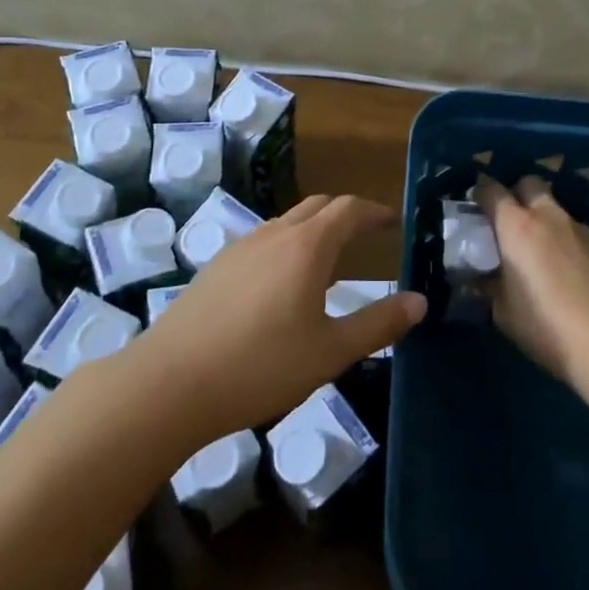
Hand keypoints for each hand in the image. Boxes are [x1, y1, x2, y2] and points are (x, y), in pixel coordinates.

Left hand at [138, 194, 426, 436]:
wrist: (169, 383)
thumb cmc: (260, 366)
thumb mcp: (330, 351)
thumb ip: (378, 324)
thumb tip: (419, 301)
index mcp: (307, 246)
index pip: (349, 209)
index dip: (374, 212)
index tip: (393, 222)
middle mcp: (274, 234)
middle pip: (317, 206)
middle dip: (346, 214)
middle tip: (366, 235)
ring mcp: (239, 247)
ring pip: (286, 222)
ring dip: (313, 229)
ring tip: (327, 260)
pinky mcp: (215, 266)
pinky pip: (262, 241)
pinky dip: (285, 245)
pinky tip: (280, 284)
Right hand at [474, 176, 588, 381]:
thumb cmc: (544, 323)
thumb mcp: (502, 310)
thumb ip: (487, 286)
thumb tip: (478, 277)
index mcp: (517, 225)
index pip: (492, 190)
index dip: (479, 192)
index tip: (472, 203)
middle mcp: (547, 216)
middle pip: (529, 184)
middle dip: (515, 193)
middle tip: (505, 221)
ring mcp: (578, 229)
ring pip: (553, 206)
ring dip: (540, 216)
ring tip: (533, 247)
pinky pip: (570, 230)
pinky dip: (559, 237)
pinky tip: (558, 266)